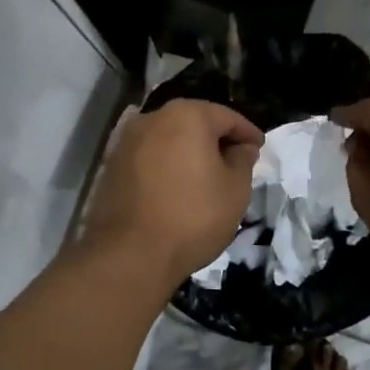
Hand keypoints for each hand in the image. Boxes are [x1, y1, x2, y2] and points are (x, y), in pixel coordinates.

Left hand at [80, 99, 262, 286]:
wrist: (130, 253)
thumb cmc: (193, 216)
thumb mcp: (235, 190)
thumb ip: (243, 160)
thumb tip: (241, 147)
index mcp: (186, 115)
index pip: (226, 117)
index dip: (247, 133)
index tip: (259, 148)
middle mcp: (152, 118)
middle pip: (193, 122)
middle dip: (215, 140)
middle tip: (235, 162)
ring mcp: (126, 141)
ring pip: (168, 139)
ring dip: (188, 153)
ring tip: (205, 177)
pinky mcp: (110, 166)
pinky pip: (148, 158)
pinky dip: (166, 166)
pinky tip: (176, 188)